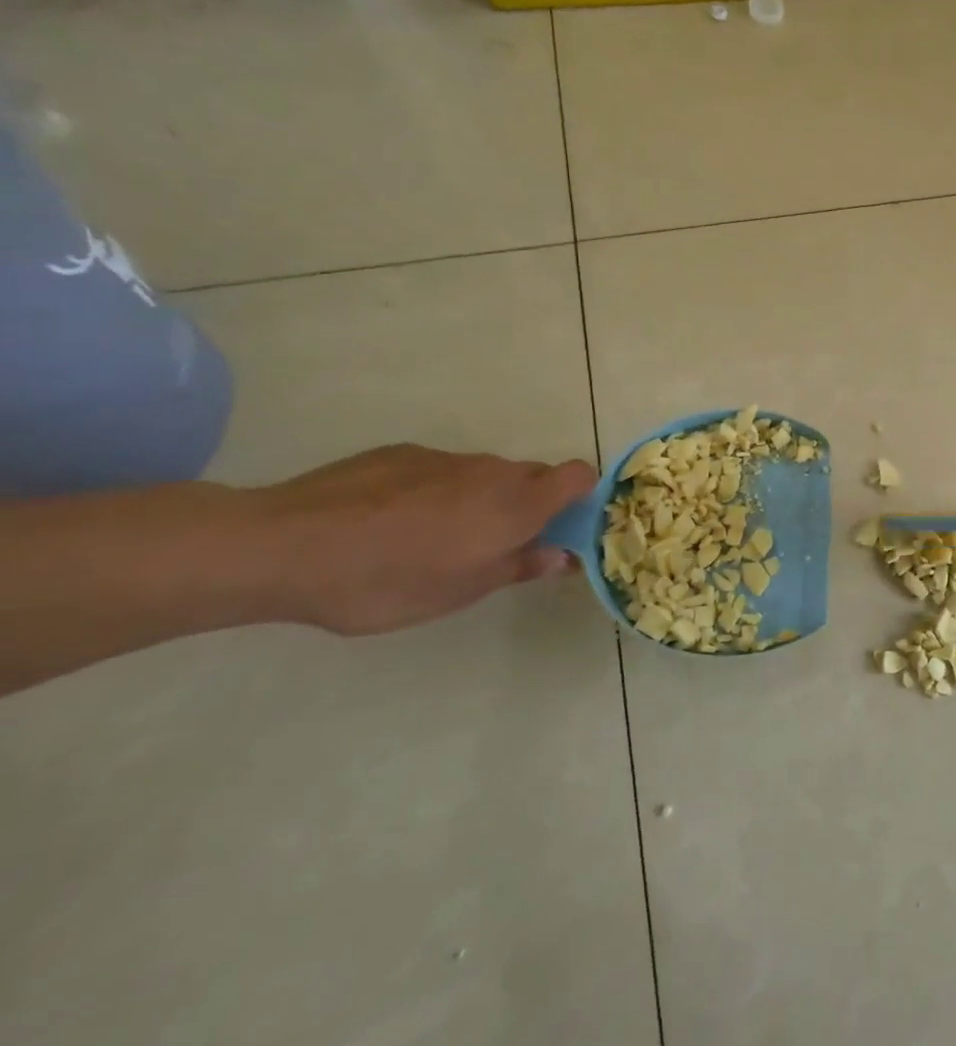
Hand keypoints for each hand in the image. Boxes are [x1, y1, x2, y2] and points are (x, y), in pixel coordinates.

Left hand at [255, 445, 597, 634]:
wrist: (283, 546)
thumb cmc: (387, 581)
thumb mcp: (460, 592)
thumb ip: (518, 567)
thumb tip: (561, 556)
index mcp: (517, 504)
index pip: (579, 475)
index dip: (582, 495)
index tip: (563, 526)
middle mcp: (492, 471)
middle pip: (533, 476)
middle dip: (529, 504)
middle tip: (498, 545)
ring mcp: (445, 458)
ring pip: (485, 474)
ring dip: (481, 499)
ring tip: (435, 539)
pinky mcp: (401, 453)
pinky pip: (441, 470)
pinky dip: (437, 491)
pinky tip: (393, 523)